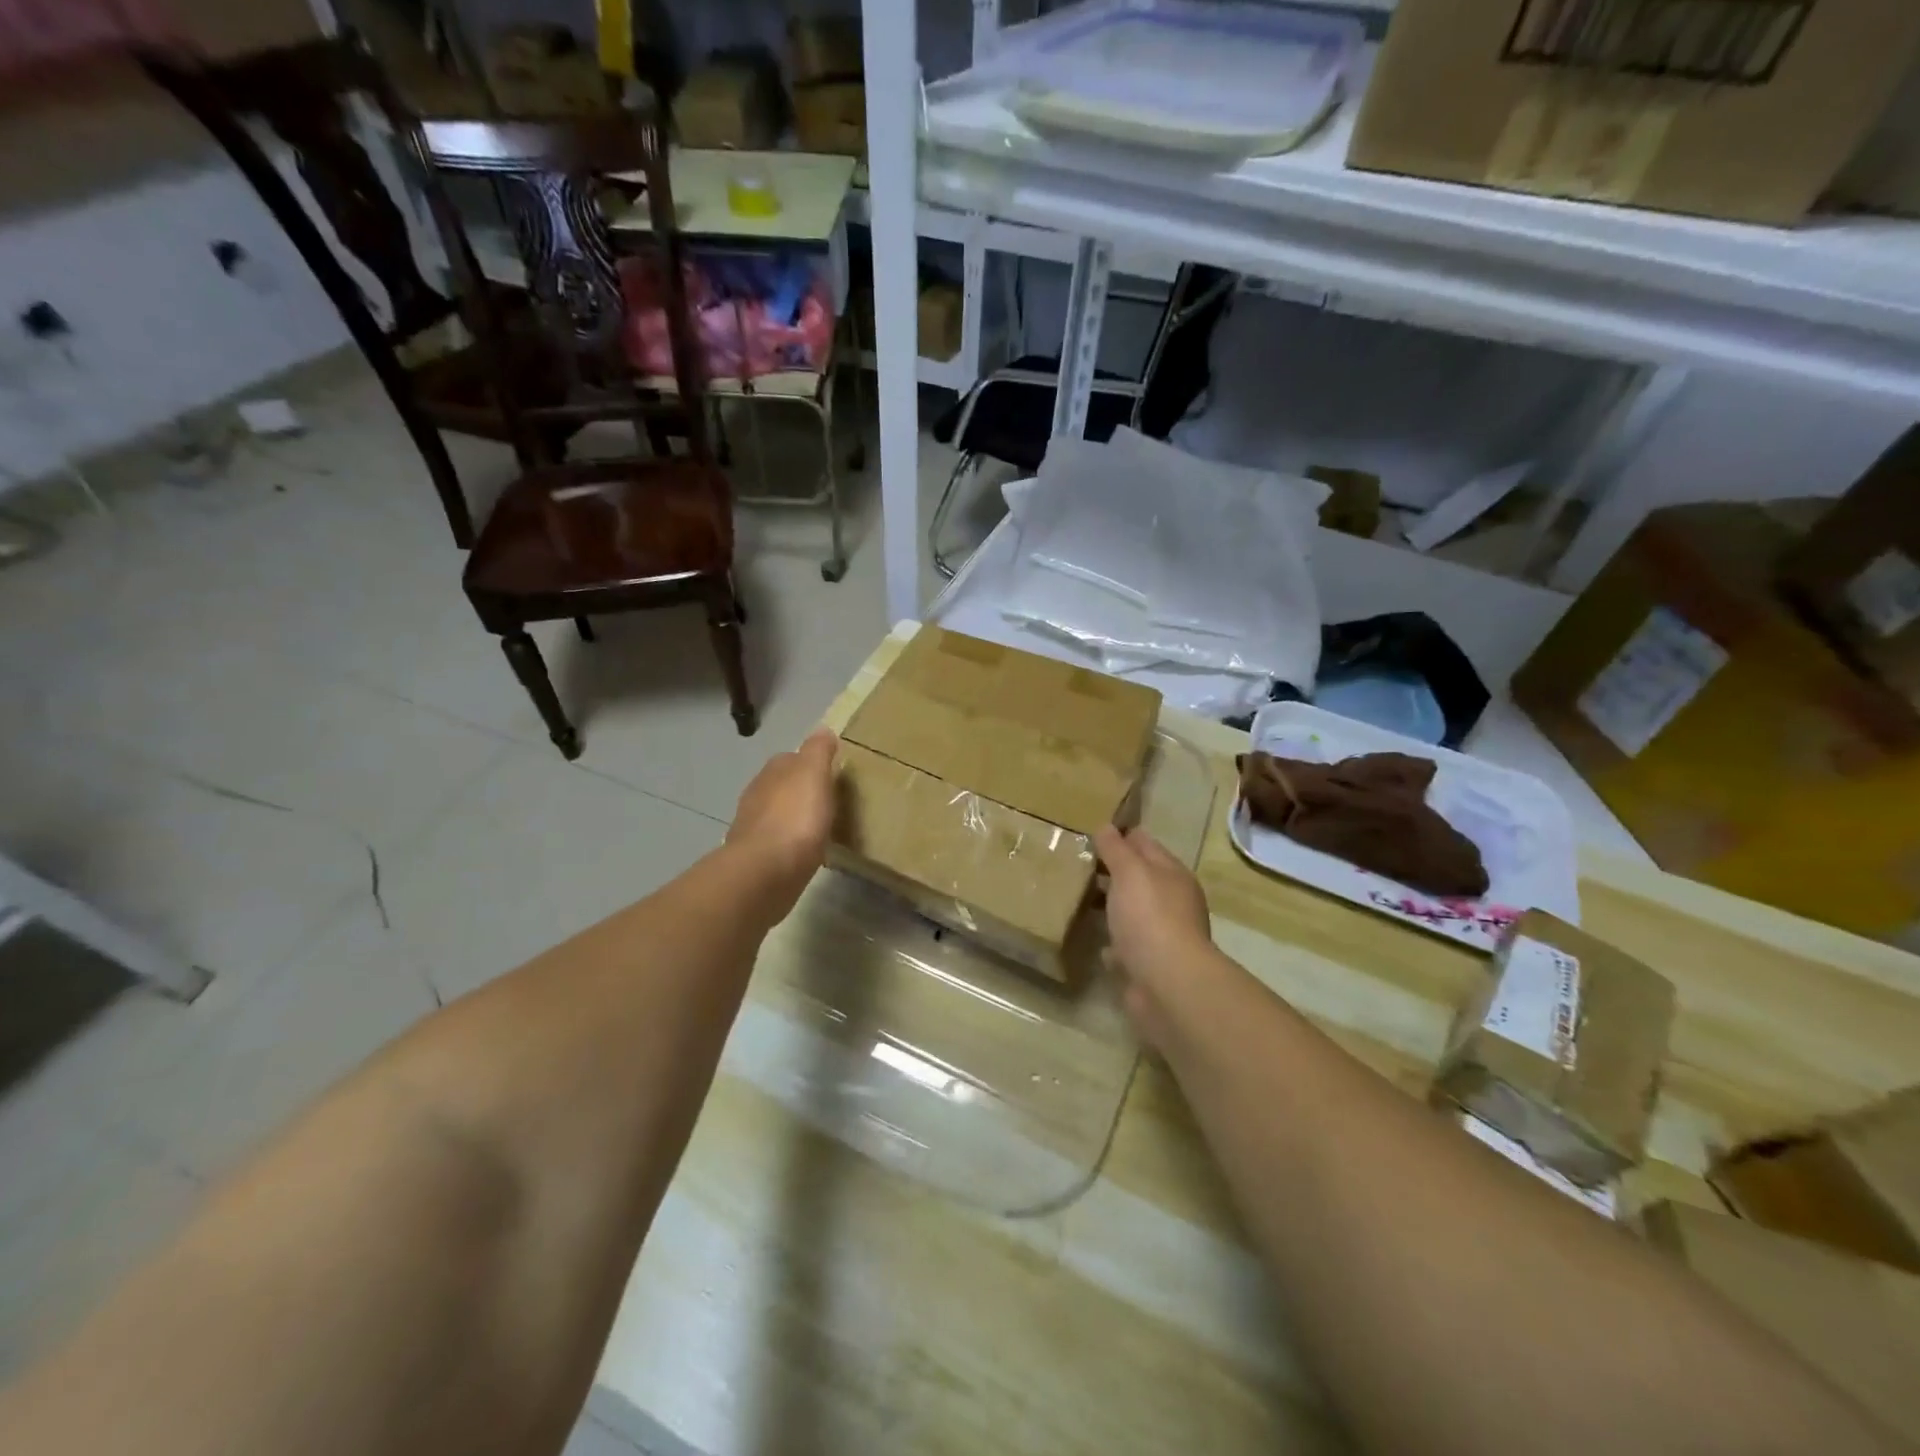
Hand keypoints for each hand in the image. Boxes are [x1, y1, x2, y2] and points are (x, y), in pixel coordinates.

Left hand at [727, 728, 838, 922]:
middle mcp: (757, 794)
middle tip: (828, 802)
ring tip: (819, 828)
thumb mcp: (814, 774)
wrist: (766, 871)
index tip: (831, 774)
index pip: (791, 758)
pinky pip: (777, 843)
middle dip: (800, 792)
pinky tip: (804, 852)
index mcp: (772, 772)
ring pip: (778, 815)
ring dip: (794, 818)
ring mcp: (753, 827)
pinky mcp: (756, 857)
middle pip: (782, 786)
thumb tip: (822, 729)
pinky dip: (790, 844)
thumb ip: (818, 751)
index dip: (811, 764)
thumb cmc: (795, 817)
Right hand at [1095, 825, 1215, 1044]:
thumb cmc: (1149, 917)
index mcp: (1172, 874)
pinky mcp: (1148, 965)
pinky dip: (1113, 943)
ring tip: (1078, 899)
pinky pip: (1127, 946)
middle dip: (1112, 872)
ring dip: (1111, 907)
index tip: (1091, 832)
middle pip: (1138, 879)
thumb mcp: (1130, 872)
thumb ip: (1116, 849)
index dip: (1121, 836)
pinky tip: (1096, 942)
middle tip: (1077, 863)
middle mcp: (1172, 902)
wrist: (1167, 983)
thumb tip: (1106, 826)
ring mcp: (1162, 935)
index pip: (1145, 844)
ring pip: (1131, 912)